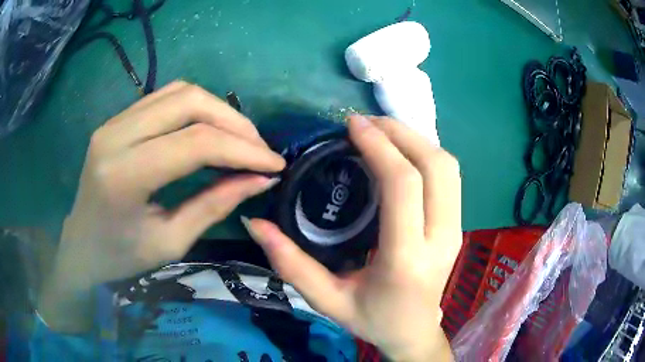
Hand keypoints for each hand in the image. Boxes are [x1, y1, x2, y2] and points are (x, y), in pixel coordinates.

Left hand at [40, 81, 284, 331]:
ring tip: (240, 139)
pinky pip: (165, 97)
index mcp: (124, 174)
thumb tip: (260, 179)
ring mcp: (114, 121)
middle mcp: (116, 134)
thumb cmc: (121, 256)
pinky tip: (209, 129)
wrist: (81, 245)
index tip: (275, 164)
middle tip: (259, 149)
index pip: (195, 142)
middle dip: (235, 122)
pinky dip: (196, 108)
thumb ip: (215, 205)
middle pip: (189, 101)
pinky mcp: (117, 119)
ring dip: (218, 110)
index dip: (243, 149)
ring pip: (180, 91)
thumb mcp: (171, 242)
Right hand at [243, 115, 459, 360]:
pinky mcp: (458, 226)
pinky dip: (426, 154)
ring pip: (448, 167)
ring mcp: (455, 230)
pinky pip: (450, 177)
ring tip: (381, 132)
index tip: (352, 125)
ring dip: (416, 139)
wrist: (415, 332)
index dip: (380, 146)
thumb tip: (255, 223)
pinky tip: (400, 153)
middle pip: (436, 166)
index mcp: (406, 259)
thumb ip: (290, 264)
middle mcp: (441, 239)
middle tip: (365, 123)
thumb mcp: (327, 301)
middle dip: (401, 133)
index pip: (404, 186)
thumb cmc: (373, 320)